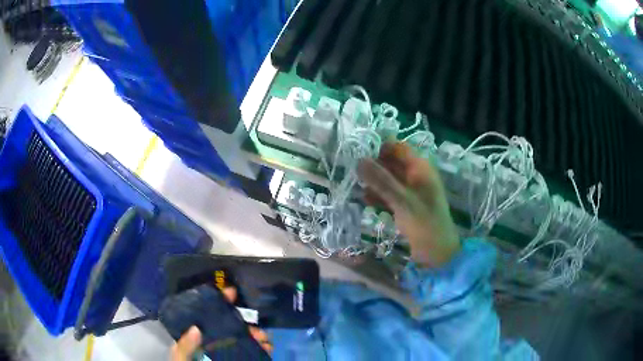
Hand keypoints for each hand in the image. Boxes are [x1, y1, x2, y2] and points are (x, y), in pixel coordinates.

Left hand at [170, 287, 271, 360]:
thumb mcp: (180, 357)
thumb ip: (185, 346)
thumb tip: (196, 328)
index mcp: (199, 337)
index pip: (209, 316)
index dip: (220, 302)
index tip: (232, 292)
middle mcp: (214, 342)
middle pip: (232, 328)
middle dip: (247, 325)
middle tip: (257, 331)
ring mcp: (228, 352)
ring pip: (245, 340)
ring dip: (257, 337)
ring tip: (265, 341)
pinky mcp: (241, 358)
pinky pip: (253, 353)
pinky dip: (262, 349)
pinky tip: (268, 348)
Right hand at [358, 142, 460, 267]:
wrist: (436, 252)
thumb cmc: (424, 222)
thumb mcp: (402, 200)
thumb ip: (380, 180)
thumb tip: (359, 160)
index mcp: (420, 168)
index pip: (398, 148)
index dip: (380, 149)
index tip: (360, 155)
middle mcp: (416, 176)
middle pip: (392, 163)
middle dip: (374, 167)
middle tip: (354, 173)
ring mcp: (411, 191)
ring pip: (389, 180)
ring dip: (374, 182)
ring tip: (357, 187)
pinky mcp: (406, 205)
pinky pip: (389, 194)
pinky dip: (379, 196)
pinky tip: (365, 201)